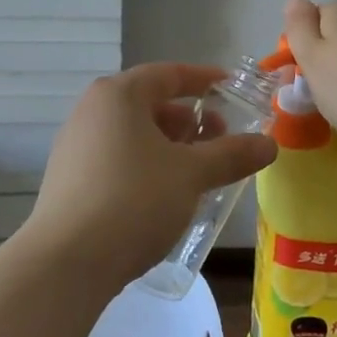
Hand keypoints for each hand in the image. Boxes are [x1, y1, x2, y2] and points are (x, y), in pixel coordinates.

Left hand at [25, 63, 278, 286]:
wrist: (67, 262)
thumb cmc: (134, 200)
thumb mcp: (191, 175)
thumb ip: (232, 154)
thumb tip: (269, 143)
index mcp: (119, 95)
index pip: (168, 74)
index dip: (204, 79)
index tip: (231, 88)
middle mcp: (92, 111)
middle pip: (149, 104)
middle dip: (189, 119)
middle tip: (221, 140)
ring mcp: (75, 145)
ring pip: (133, 134)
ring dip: (169, 146)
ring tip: (198, 171)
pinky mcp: (69, 179)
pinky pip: (117, 158)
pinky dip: (147, 165)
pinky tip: (165, 194)